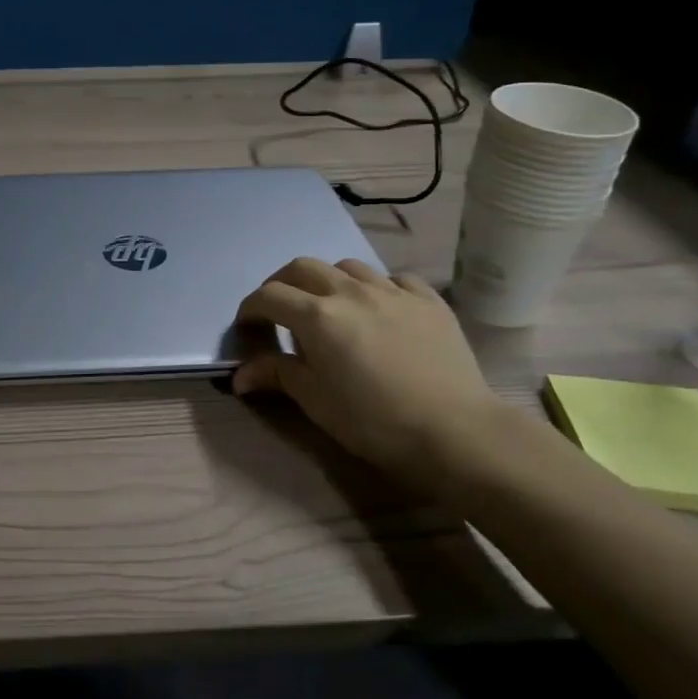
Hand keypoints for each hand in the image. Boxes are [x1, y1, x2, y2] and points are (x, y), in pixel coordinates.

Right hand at [232, 258, 504, 491]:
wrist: (456, 432)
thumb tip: (241, 375)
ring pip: (347, 266)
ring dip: (328, 281)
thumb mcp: (316, 402)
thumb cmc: (374, 421)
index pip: (269, 296)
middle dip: (282, 284)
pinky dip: (376, 287)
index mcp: (318, 316)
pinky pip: (394, 278)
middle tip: (279, 312)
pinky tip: (380, 309)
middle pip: (302, 267)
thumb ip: (277, 375)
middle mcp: (351, 291)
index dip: (250, 310)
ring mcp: (393, 291)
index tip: (247, 329)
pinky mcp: (429, 300)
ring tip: (330, 307)